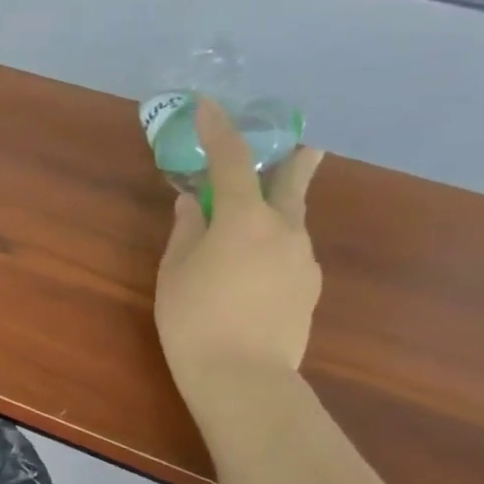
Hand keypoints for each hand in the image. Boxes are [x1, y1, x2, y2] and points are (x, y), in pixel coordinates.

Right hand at [154, 100, 324, 417]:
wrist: (243, 377)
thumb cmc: (194, 319)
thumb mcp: (175, 272)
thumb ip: (186, 231)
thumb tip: (193, 203)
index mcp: (244, 219)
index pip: (231, 161)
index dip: (219, 130)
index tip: (209, 106)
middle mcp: (284, 229)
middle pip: (291, 184)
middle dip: (293, 162)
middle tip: (304, 148)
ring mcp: (303, 259)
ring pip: (292, 222)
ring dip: (278, 212)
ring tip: (257, 225)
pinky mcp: (308, 288)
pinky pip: (291, 253)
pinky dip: (275, 248)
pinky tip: (256, 272)